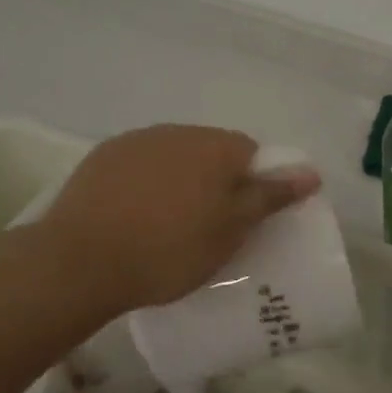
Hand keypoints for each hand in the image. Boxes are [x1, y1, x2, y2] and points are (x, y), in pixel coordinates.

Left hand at [33, 124, 320, 319]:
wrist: (80, 261)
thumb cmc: (168, 250)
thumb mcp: (230, 231)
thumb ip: (269, 197)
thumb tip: (311, 172)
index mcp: (214, 146)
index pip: (250, 152)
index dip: (251, 185)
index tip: (241, 219)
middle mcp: (177, 131)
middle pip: (211, 151)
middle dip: (215, 181)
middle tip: (208, 226)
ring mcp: (135, 141)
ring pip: (173, 157)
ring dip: (179, 180)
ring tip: (167, 224)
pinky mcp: (102, 157)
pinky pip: (139, 165)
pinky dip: (145, 184)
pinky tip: (133, 216)